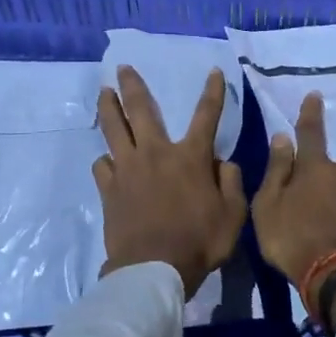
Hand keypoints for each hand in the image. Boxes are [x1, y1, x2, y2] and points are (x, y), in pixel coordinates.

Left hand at [94, 65, 247, 299]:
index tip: (212, 71)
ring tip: (103, 93)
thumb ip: (231, 182)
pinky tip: (107, 161)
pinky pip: (102, 165)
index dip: (212, 91)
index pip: (206, 115)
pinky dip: (106, 160)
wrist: (153, 269)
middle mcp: (156, 153)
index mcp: (190, 156)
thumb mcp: (233, 214)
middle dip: (132, 85)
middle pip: (141, 109)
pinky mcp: (109, 189)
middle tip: (122, 67)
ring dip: (108, 108)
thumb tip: (221, 162)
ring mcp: (128, 168)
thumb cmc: (199, 241)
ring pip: (113, 129)